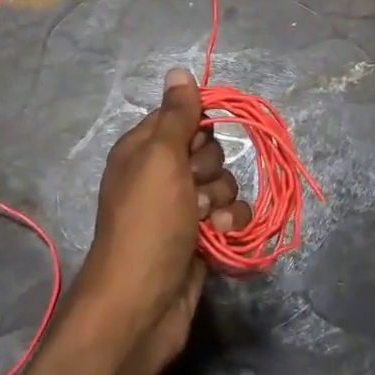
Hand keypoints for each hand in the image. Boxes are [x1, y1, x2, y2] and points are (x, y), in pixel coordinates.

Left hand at [67, 69, 250, 374]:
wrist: (143, 303)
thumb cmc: (149, 222)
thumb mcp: (160, 159)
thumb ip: (175, 115)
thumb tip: (178, 71)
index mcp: (142, 150)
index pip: (180, 117)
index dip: (195, 128)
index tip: (197, 144)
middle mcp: (160, 175)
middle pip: (206, 150)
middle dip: (210, 168)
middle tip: (194, 189)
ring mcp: (181, 209)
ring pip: (223, 183)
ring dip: (223, 199)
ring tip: (207, 220)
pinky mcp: (201, 238)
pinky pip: (230, 215)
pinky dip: (231, 223)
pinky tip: (222, 236)